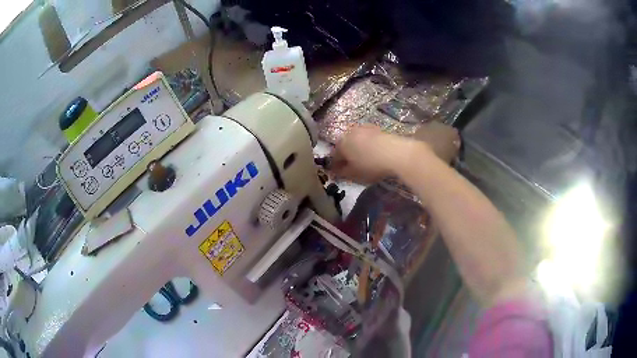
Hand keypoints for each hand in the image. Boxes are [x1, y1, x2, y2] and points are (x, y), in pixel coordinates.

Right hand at [331, 123, 459, 182]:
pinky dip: (367, 146)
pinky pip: (367, 139)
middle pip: (345, 145)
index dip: (335, 166)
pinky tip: (373, 154)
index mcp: (341, 143)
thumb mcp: (354, 174)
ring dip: (357, 150)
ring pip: (356, 141)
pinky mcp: (377, 129)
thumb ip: (341, 173)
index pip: (334, 156)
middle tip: (350, 167)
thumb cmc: (371, 165)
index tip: (337, 174)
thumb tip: (336, 171)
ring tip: (363, 161)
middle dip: (346, 156)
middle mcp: (350, 132)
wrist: (397, 153)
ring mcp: (365, 128)